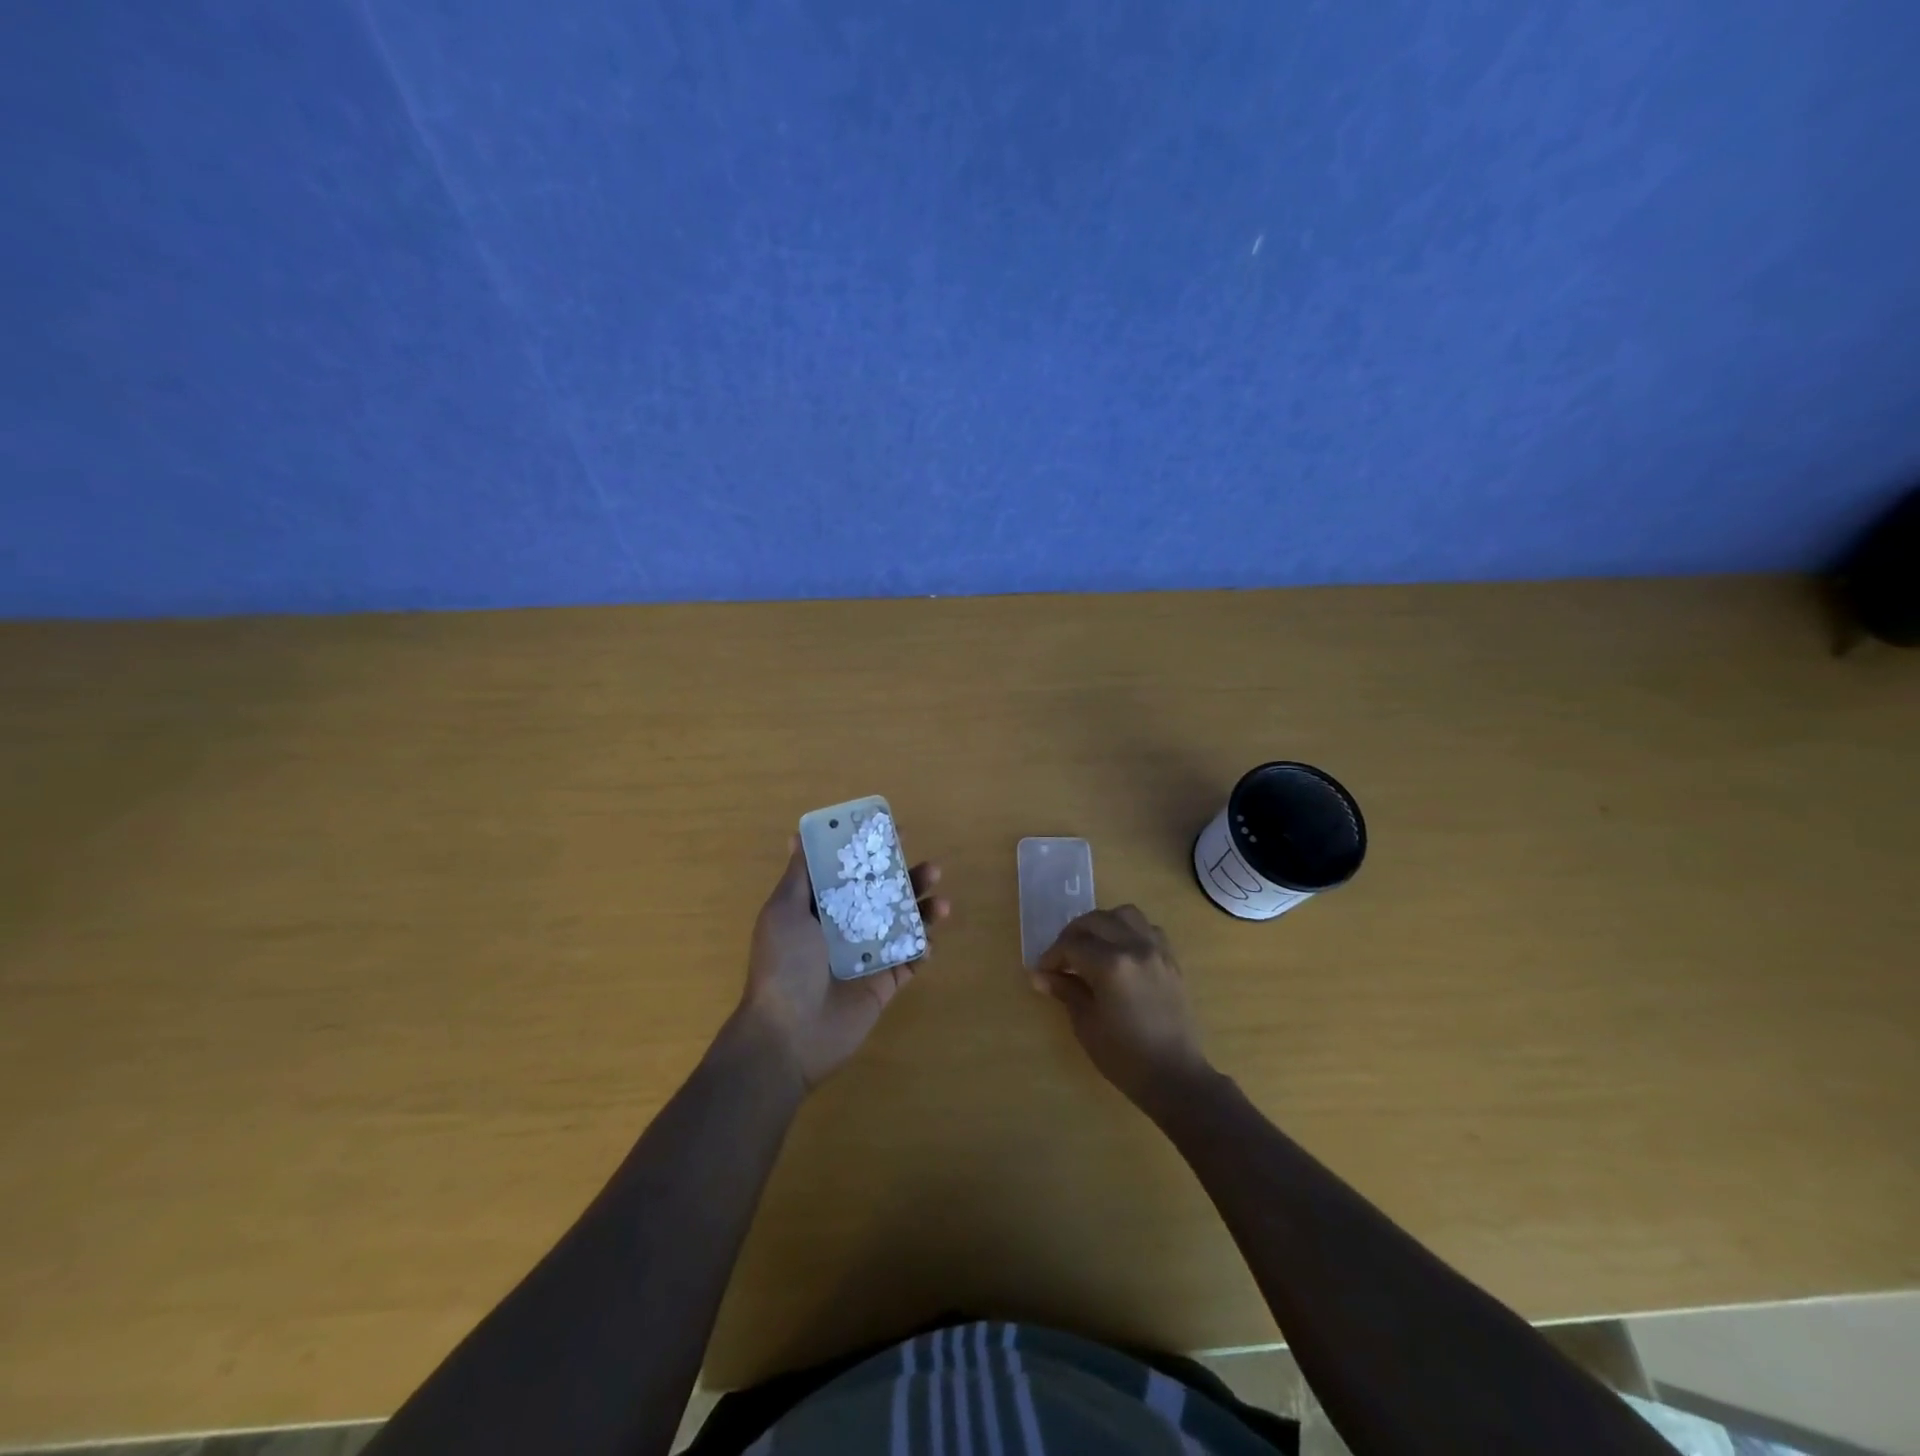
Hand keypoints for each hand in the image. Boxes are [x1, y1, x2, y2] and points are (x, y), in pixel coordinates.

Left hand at [733, 838, 948, 1091]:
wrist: (788, 1035)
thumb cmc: (783, 965)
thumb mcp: (784, 911)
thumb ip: (799, 875)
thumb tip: (798, 836)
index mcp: (820, 908)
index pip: (852, 872)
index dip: (873, 852)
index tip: (897, 832)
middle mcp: (846, 927)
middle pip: (884, 894)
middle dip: (908, 878)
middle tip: (931, 866)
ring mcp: (867, 956)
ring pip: (903, 924)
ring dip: (924, 910)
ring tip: (941, 903)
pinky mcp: (884, 984)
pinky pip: (910, 961)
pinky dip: (924, 948)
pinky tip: (931, 940)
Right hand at [1033, 906, 1210, 1107]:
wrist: (1175, 1076)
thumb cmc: (1125, 1056)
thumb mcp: (1087, 1024)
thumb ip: (1065, 990)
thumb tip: (1038, 974)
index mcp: (1111, 965)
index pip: (1072, 946)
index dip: (1052, 956)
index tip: (1042, 971)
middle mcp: (1135, 947)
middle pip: (1095, 921)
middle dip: (1072, 935)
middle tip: (1061, 957)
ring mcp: (1157, 950)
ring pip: (1124, 914)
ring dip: (1102, 924)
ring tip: (1091, 946)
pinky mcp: (1171, 959)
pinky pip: (1147, 928)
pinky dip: (1129, 930)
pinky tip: (1120, 951)